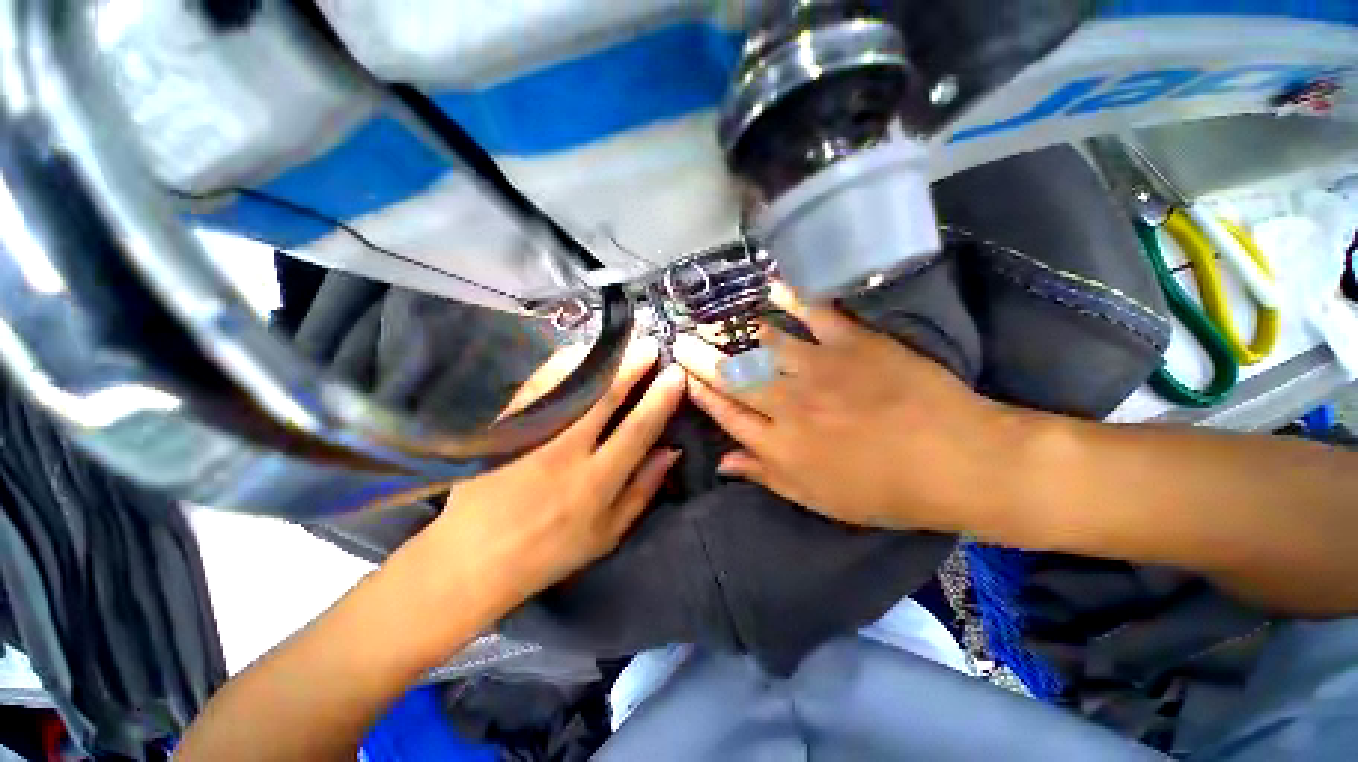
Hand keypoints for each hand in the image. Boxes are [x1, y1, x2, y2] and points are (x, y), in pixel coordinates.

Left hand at [422, 337, 685, 606]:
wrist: (474, 558)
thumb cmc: (552, 550)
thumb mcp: (608, 533)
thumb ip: (643, 489)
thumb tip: (672, 450)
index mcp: (595, 484)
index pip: (637, 430)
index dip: (660, 399)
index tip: (675, 374)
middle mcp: (565, 454)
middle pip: (604, 398)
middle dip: (632, 367)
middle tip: (650, 345)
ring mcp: (531, 436)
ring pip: (571, 386)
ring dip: (600, 359)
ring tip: (621, 342)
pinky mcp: (505, 427)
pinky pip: (536, 386)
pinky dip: (559, 364)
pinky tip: (578, 351)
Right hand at [674, 284, 1012, 532]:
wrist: (956, 462)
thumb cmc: (884, 490)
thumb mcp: (818, 499)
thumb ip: (766, 475)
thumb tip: (723, 463)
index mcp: (781, 444)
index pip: (726, 414)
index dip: (701, 395)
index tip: (681, 377)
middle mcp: (789, 403)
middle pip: (734, 376)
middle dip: (701, 357)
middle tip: (679, 339)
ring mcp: (820, 368)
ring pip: (764, 344)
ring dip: (733, 329)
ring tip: (709, 315)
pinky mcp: (853, 343)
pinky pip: (814, 314)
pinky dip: (791, 297)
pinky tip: (769, 285)